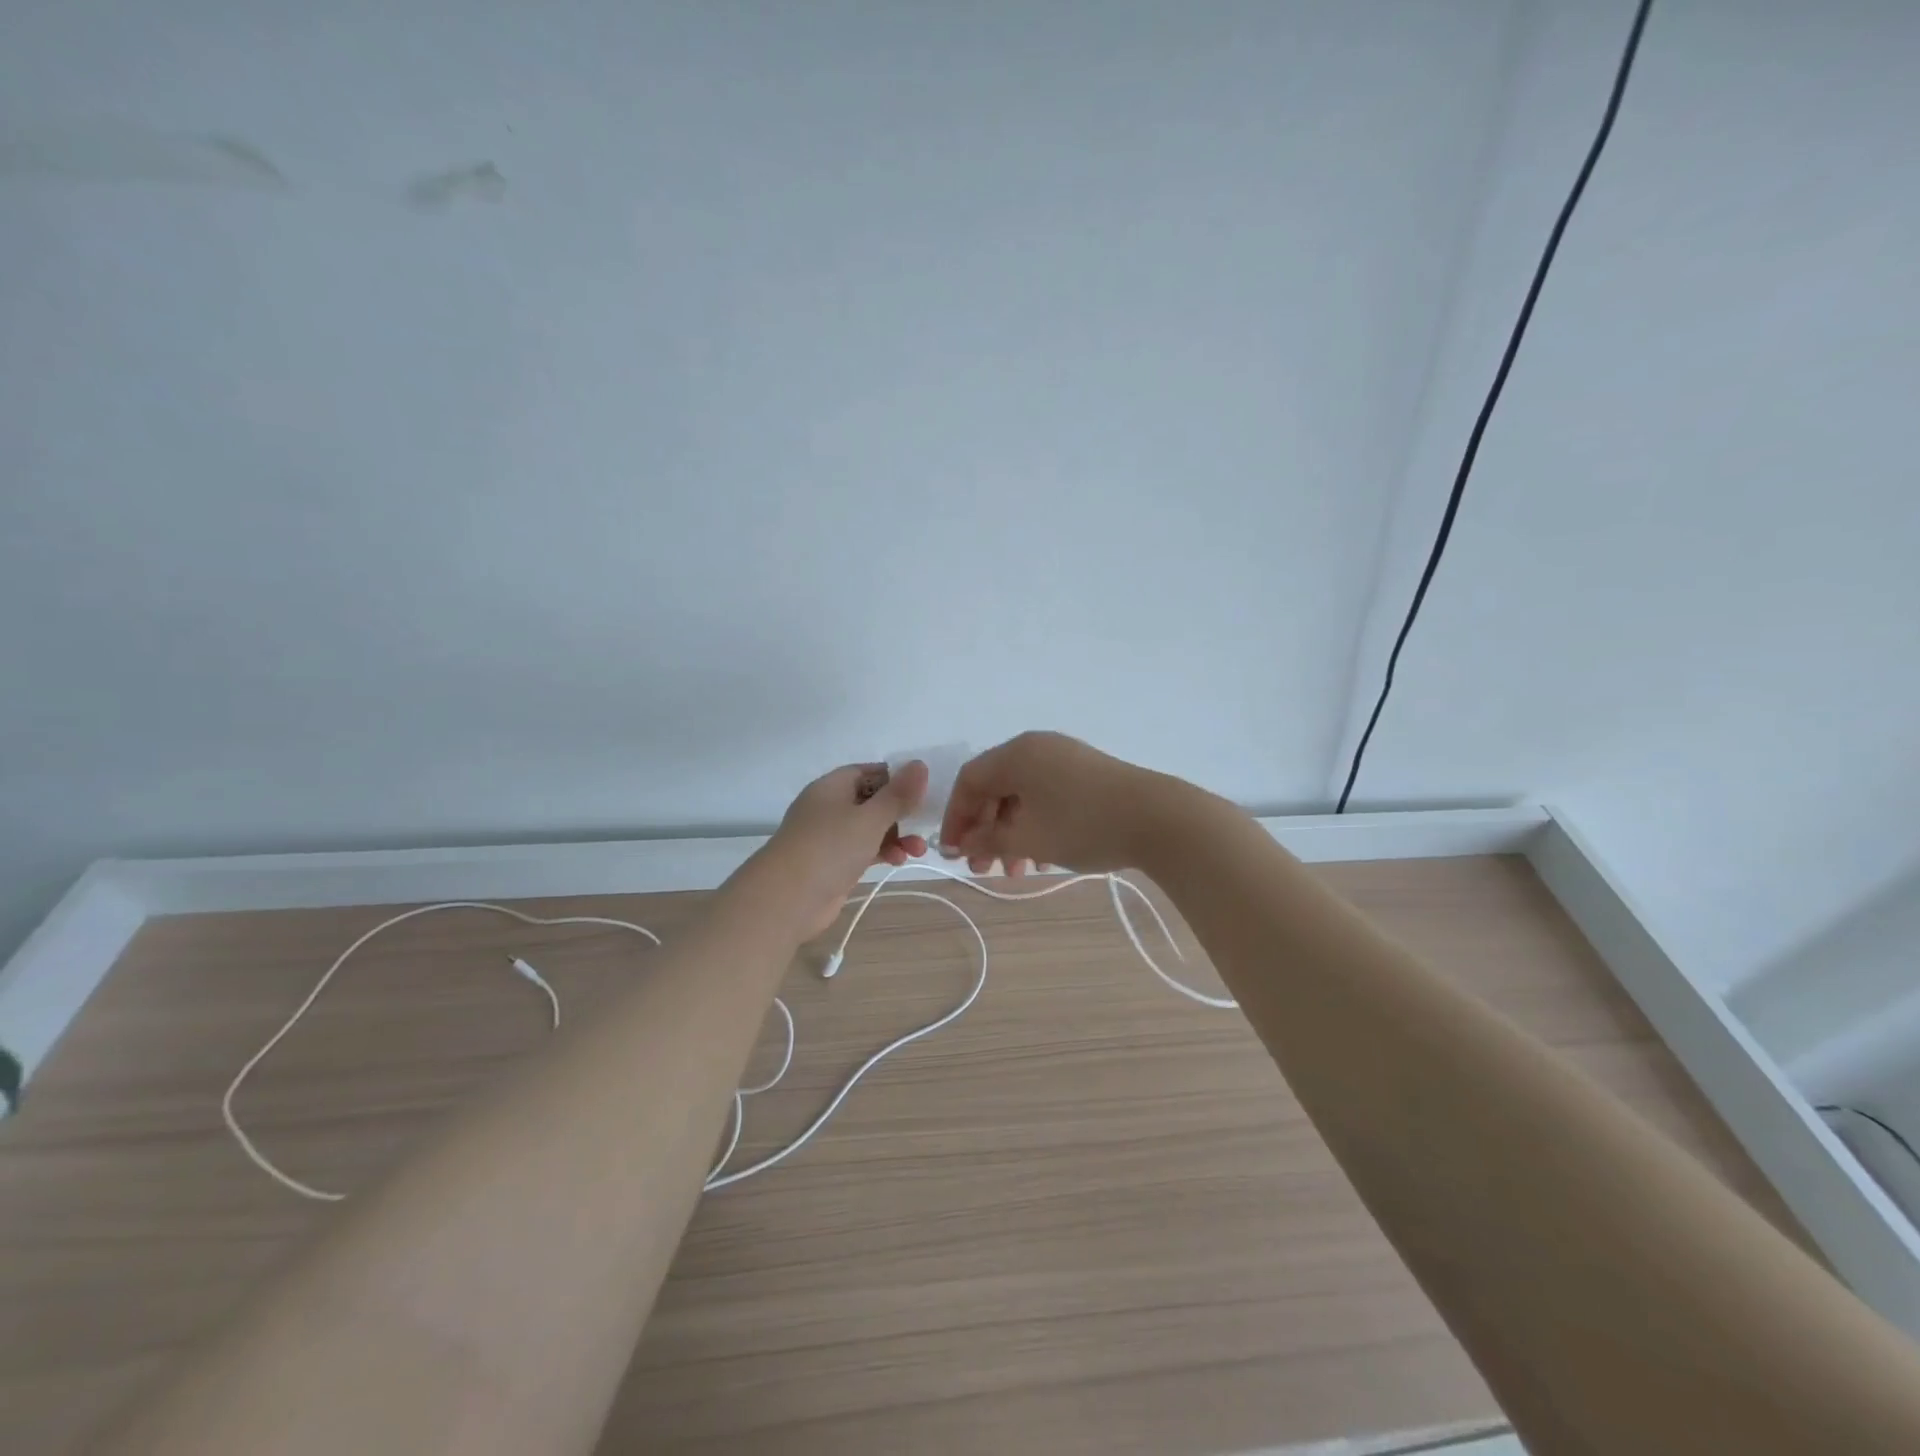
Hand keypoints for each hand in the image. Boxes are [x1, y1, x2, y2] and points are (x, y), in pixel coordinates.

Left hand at [755, 761, 929, 937]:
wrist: (786, 899)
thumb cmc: (829, 848)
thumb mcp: (870, 818)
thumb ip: (898, 795)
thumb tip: (920, 764)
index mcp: (832, 787)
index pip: (869, 771)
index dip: (896, 777)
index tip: (923, 789)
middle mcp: (829, 807)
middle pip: (872, 801)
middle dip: (901, 812)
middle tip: (925, 822)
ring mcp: (829, 837)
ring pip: (870, 828)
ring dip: (896, 835)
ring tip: (918, 850)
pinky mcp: (833, 864)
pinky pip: (863, 850)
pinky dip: (882, 852)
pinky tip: (898, 861)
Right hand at [937, 732, 1164, 875]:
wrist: (1158, 819)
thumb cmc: (1082, 825)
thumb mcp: (1028, 838)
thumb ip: (988, 840)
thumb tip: (963, 843)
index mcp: (1017, 754)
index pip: (970, 780)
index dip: (956, 818)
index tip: (953, 853)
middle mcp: (1037, 748)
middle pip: (995, 787)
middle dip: (985, 830)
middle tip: (983, 868)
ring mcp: (1064, 758)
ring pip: (1022, 795)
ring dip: (1010, 832)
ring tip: (1014, 870)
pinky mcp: (1086, 773)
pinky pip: (1045, 795)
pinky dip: (1035, 823)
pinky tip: (1042, 855)